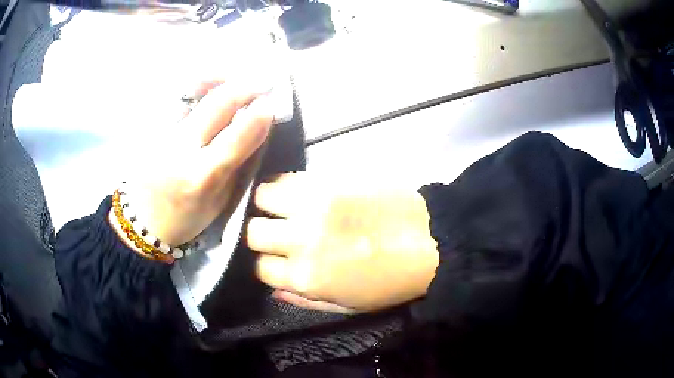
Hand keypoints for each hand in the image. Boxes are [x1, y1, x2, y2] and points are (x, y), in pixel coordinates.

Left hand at [110, 79, 274, 253]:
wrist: (143, 221)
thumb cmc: (185, 219)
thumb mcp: (219, 202)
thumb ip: (236, 165)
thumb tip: (255, 128)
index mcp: (201, 177)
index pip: (236, 137)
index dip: (259, 115)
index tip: (272, 103)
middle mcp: (180, 150)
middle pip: (216, 104)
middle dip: (244, 87)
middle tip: (260, 83)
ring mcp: (163, 134)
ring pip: (192, 91)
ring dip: (218, 78)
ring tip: (232, 76)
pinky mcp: (151, 127)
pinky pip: (177, 97)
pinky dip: (196, 86)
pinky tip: (207, 85)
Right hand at [246, 173, 438, 312]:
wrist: (430, 240)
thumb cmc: (390, 281)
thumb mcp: (347, 306)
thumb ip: (304, 300)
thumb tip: (273, 289)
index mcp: (306, 278)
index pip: (260, 268)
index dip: (265, 264)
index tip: (275, 258)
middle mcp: (301, 241)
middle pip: (254, 233)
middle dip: (260, 235)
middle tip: (276, 232)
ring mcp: (312, 205)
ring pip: (261, 198)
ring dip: (266, 206)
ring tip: (280, 208)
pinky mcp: (326, 179)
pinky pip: (285, 177)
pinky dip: (282, 186)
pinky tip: (294, 192)